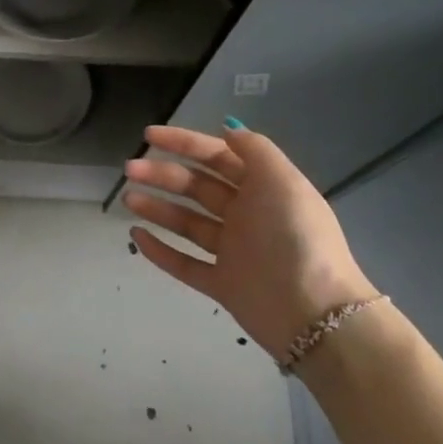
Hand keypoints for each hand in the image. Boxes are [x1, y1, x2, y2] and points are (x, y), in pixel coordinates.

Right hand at [121, 123, 377, 360]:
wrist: (314, 313)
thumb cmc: (296, 238)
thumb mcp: (283, 182)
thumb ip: (255, 150)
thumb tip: (228, 130)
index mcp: (263, 189)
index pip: (217, 157)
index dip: (183, 143)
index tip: (149, 135)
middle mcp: (247, 216)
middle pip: (197, 187)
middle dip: (163, 174)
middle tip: (130, 169)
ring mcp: (233, 252)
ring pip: (187, 223)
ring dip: (157, 207)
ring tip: (128, 199)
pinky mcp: (221, 284)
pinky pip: (184, 263)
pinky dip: (160, 250)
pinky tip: (136, 236)